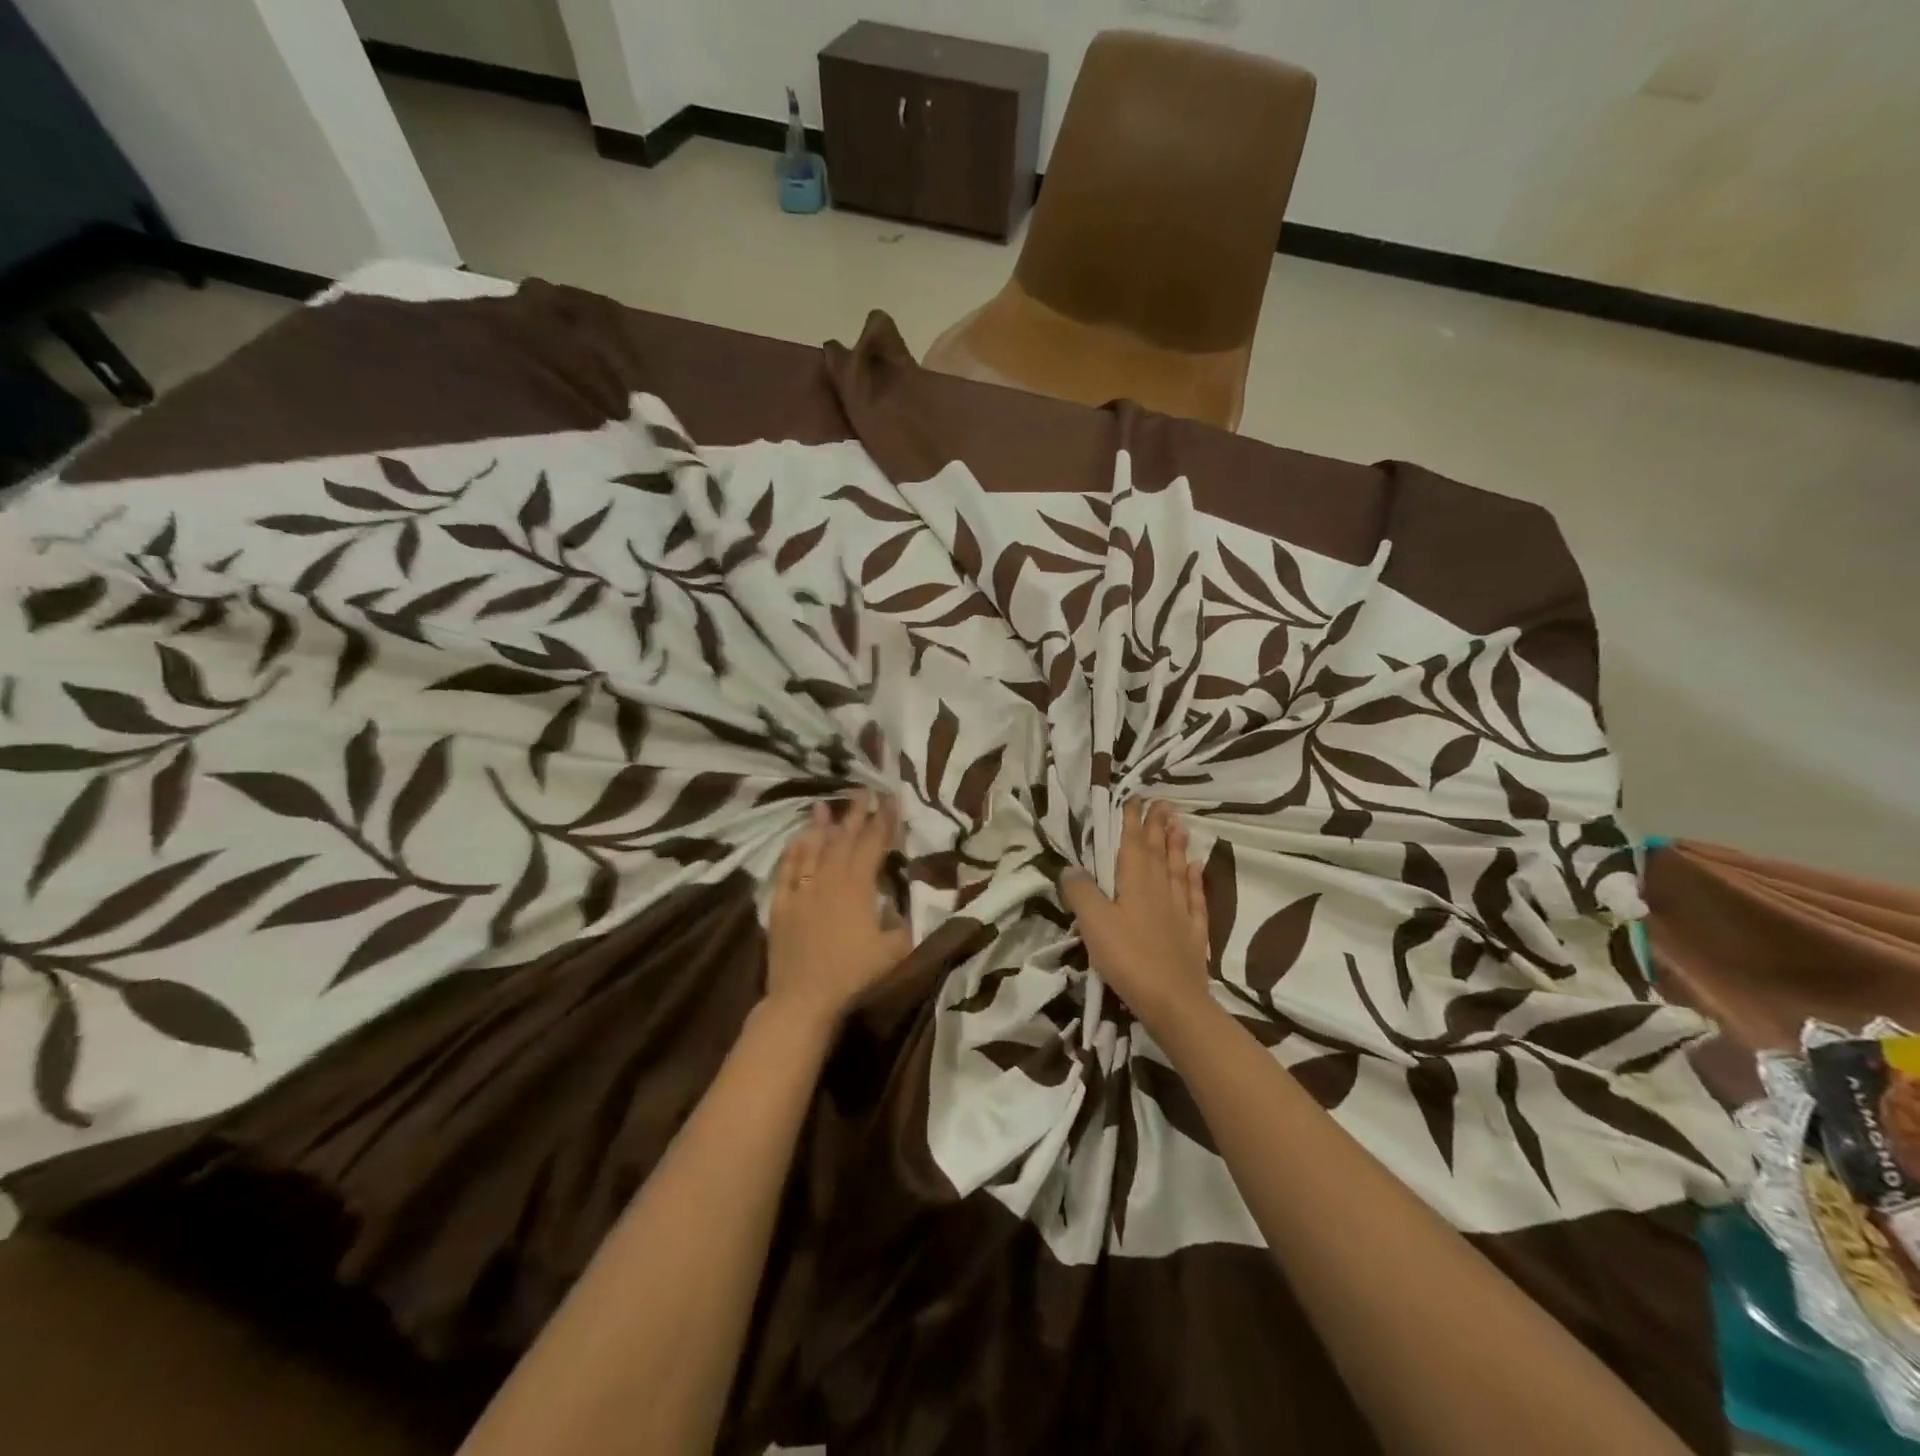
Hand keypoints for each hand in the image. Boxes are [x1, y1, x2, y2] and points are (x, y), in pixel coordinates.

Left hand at [765, 793, 912, 1029]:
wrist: (803, 998)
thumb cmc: (854, 974)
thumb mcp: (894, 951)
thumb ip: (903, 923)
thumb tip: (903, 905)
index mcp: (858, 886)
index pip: (874, 845)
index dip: (884, 821)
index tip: (890, 799)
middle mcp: (829, 880)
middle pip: (843, 840)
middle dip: (855, 814)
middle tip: (861, 791)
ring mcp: (801, 891)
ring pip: (812, 850)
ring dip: (820, 827)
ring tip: (824, 805)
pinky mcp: (780, 906)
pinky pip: (786, 871)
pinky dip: (792, 853)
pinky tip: (795, 841)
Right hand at [1061, 800, 1211, 1030]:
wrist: (1173, 1002)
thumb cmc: (1128, 957)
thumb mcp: (1094, 923)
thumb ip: (1081, 891)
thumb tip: (1071, 867)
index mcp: (1135, 882)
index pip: (1133, 843)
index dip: (1132, 821)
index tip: (1136, 798)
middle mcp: (1160, 889)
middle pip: (1159, 852)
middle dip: (1158, 826)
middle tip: (1163, 803)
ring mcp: (1180, 911)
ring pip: (1179, 870)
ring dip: (1177, 846)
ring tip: (1180, 825)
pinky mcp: (1193, 934)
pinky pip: (1196, 898)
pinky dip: (1195, 879)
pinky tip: (1196, 868)